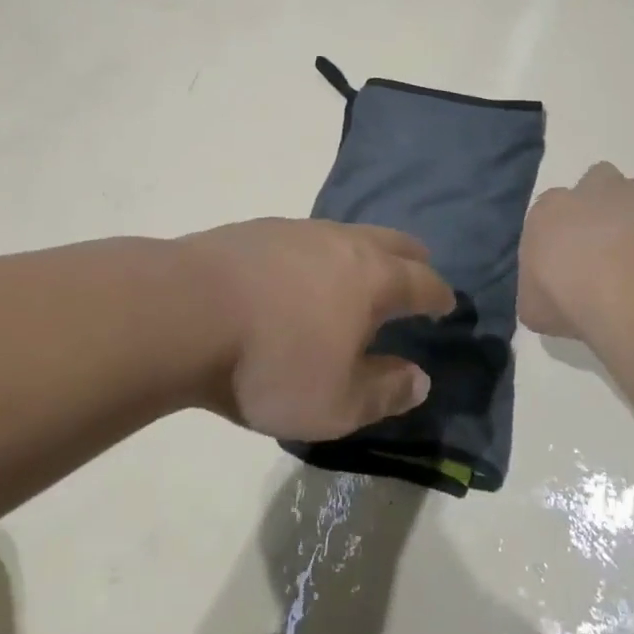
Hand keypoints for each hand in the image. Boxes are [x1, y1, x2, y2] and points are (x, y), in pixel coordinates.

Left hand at [177, 219, 455, 442]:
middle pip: (392, 242)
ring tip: (359, 271)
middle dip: (412, 258)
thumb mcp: (336, 404)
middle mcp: (343, 243)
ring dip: (364, 251)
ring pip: (348, 233)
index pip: (422, 282)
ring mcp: (299, 230)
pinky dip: (320, 253)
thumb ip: (385, 391)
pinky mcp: (259, 229)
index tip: (448, 303)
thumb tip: (420, 378)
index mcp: (373, 279)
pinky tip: (300, 272)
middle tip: (418, 270)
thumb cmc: (271, 364)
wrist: (185, 312)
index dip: (440, 295)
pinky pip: (307, 237)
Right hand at [520, 162, 633, 340]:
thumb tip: (547, 299)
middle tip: (610, 252)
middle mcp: (592, 190)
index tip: (569, 268)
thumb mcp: (534, 309)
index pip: (551, 213)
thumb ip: (538, 295)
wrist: (631, 291)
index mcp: (549, 209)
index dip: (562, 238)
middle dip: (603, 210)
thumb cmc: (569, 296)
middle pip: (597, 186)